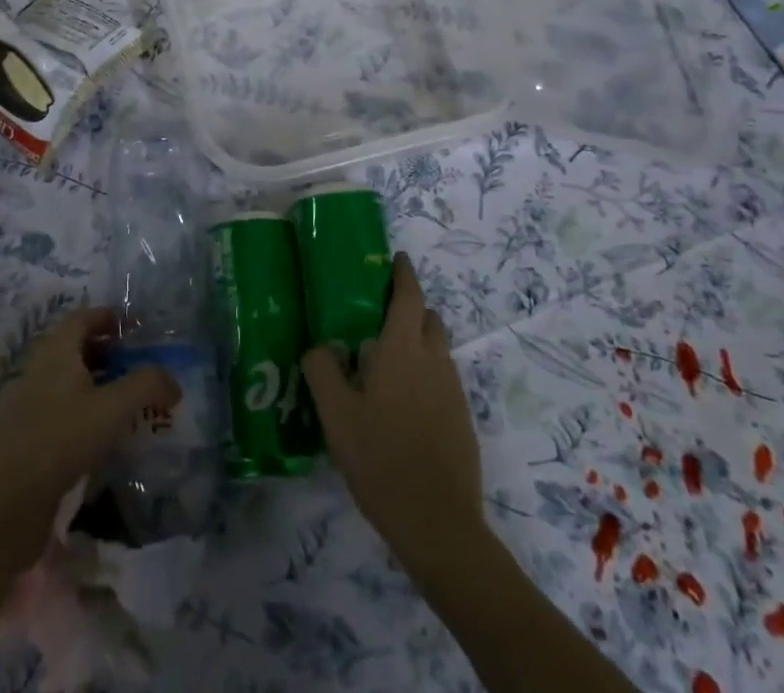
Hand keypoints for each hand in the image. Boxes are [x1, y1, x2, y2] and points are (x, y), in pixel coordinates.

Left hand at [0, 307, 179, 566]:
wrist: (7, 502)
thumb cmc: (61, 439)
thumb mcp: (112, 408)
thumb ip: (146, 386)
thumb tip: (173, 381)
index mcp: (57, 349)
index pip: (84, 317)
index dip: (110, 317)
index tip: (136, 327)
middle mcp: (42, 367)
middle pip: (77, 347)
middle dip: (108, 350)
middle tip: (138, 363)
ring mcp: (34, 401)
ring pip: (71, 379)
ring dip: (99, 381)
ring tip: (129, 399)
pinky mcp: (32, 434)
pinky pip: (65, 407)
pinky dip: (88, 408)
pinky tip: (106, 433)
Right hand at [302, 253, 482, 570]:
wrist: (438, 524)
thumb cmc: (381, 460)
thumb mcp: (336, 416)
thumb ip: (323, 370)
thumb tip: (321, 345)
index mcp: (402, 350)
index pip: (409, 296)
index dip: (404, 274)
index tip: (396, 258)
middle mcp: (433, 361)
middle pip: (428, 318)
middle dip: (410, 307)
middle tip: (379, 314)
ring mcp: (453, 390)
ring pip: (437, 348)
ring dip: (417, 341)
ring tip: (385, 361)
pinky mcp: (461, 418)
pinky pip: (442, 377)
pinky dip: (425, 372)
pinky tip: (401, 402)